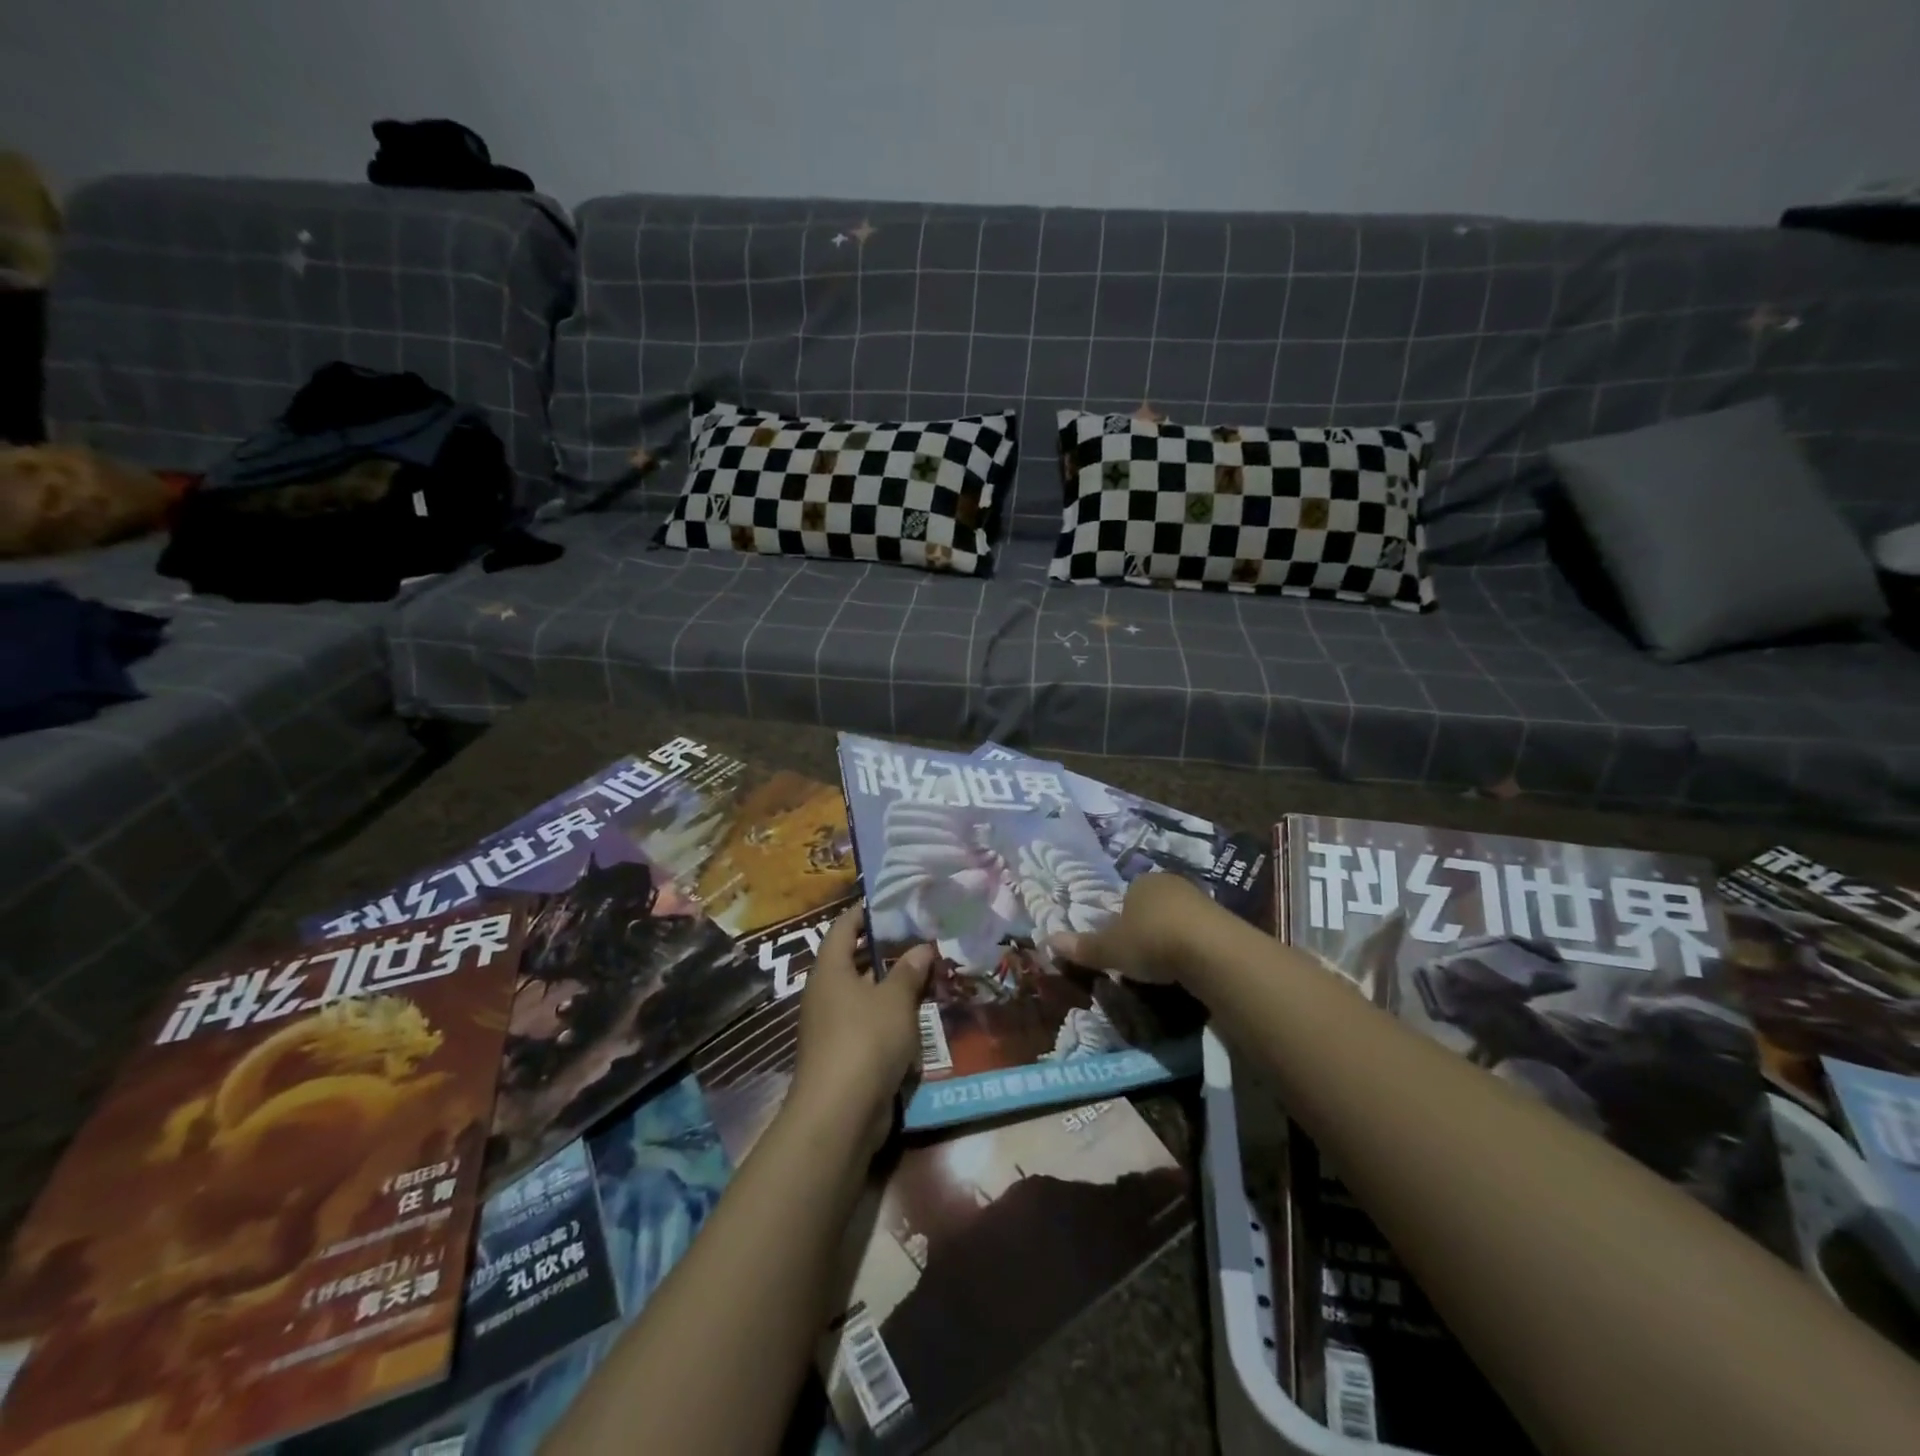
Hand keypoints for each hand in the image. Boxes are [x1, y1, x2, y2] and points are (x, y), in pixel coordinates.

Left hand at [788, 906, 933, 1158]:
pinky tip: (917, 1017)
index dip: (865, 913)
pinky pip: (867, 1024)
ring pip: (863, 995)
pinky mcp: (842, 1055)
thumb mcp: (895, 1000)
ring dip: (891, 987)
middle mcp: (825, 993)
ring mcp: (831, 1026)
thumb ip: (909, 971)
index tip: (891, 903)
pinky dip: (889, 1017)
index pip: (844, 928)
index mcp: (830, 970)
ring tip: (926, 974)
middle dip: (885, 951)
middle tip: (920, 939)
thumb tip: (922, 947)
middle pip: (854, 961)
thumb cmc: (865, 1040)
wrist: (839, 1113)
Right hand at [1048, 871, 1208, 984]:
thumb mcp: (1111, 950)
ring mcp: (1201, 901)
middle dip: (1146, 929)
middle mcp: (1171, 884)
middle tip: (1141, 959)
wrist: (1212, 950)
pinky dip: (1193, 950)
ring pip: (1177, 920)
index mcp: (1141, 882)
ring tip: (1166, 970)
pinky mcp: (1225, 922)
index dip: (1119, 921)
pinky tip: (1190, 970)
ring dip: (1171, 940)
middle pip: (1152, 907)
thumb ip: (1083, 947)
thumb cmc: (1152, 940)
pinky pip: (1200, 935)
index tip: (1119, 946)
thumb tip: (1047, 941)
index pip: (1125, 897)